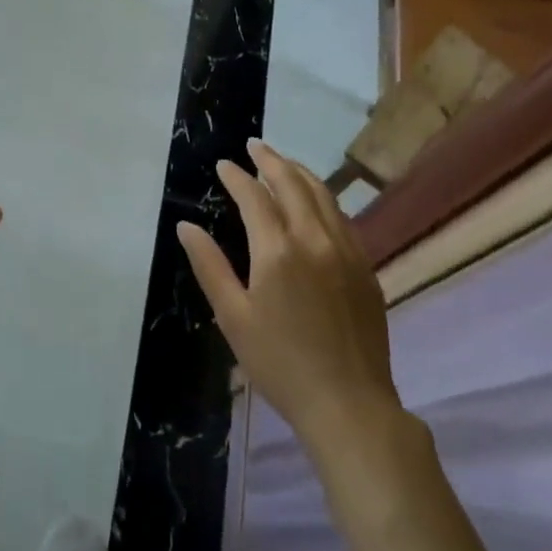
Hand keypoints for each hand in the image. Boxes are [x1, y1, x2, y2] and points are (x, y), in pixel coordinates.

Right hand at [177, 139, 398, 442]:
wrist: (349, 404)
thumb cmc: (279, 363)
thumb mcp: (232, 316)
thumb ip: (209, 265)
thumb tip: (186, 226)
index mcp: (278, 250)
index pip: (254, 197)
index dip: (237, 177)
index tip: (223, 164)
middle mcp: (315, 239)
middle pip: (293, 184)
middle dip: (271, 160)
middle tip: (254, 146)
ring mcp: (347, 252)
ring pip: (324, 196)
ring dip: (300, 173)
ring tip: (282, 163)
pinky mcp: (365, 268)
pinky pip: (342, 218)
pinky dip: (323, 198)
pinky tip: (315, 203)